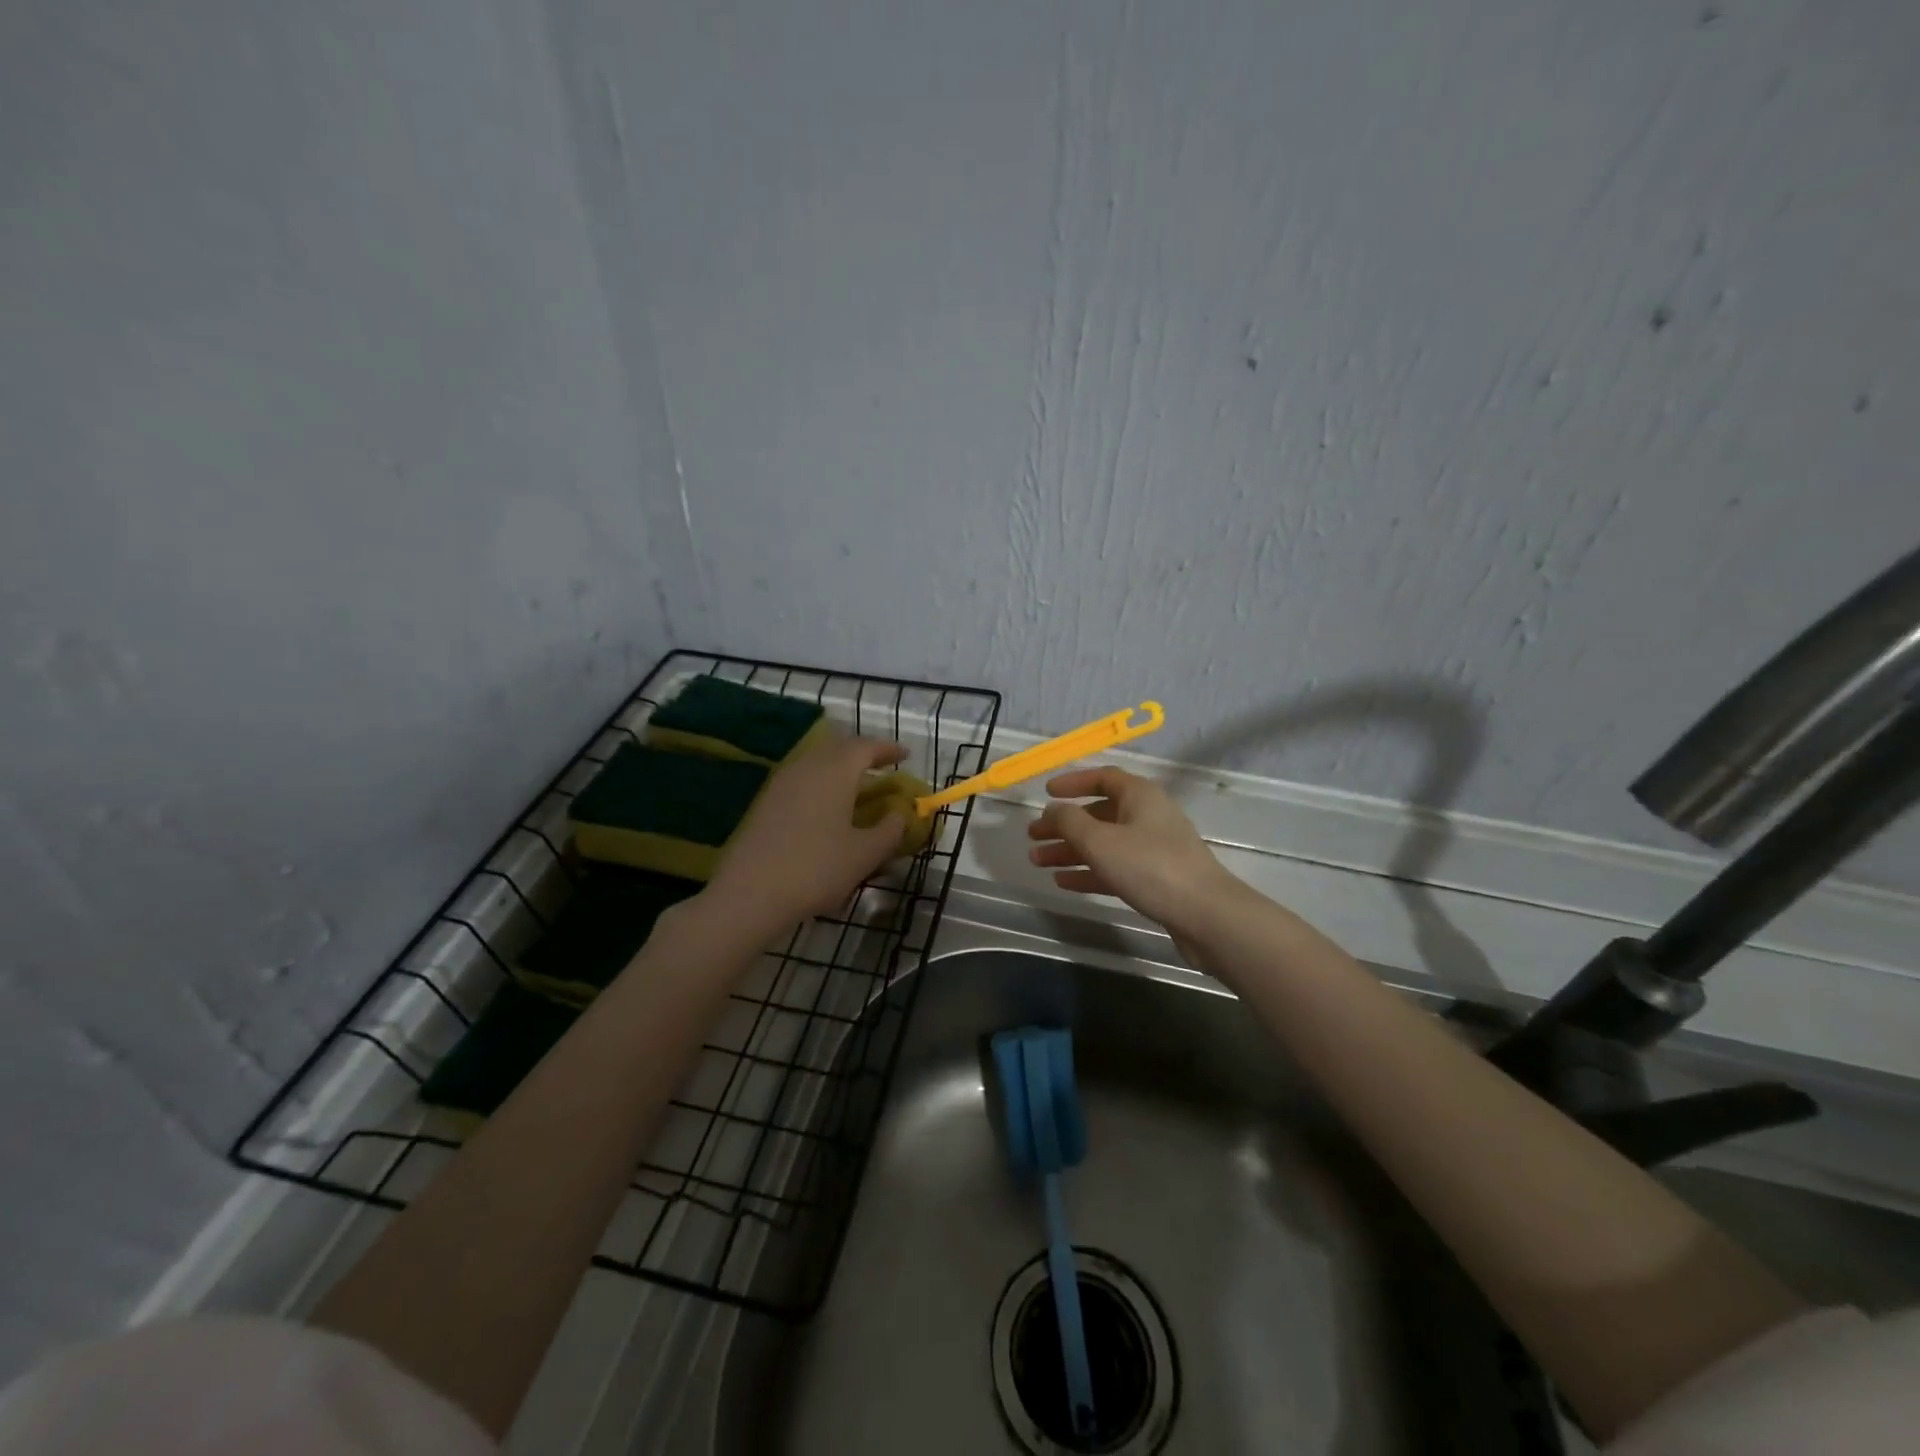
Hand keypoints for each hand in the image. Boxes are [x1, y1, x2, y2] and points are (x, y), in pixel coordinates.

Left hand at [703, 732, 908, 934]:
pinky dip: (821, 783)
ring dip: (839, 768)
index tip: (906, 755)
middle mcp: (807, 767)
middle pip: (838, 748)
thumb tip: (900, 814)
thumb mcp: (865, 854)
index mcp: (835, 771)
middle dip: (862, 754)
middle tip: (881, 767)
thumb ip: (890, 830)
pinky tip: (826, 807)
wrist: (749, 894)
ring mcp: (781, 783)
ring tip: (856, 787)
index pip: (865, 747)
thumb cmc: (816, 869)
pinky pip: (801, 780)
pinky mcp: (765, 802)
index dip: (888, 749)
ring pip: (816, 762)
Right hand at [1027, 767, 1236, 931]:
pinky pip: (1115, 868)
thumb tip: (1054, 810)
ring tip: (1038, 861)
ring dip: (1071, 850)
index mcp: (1140, 795)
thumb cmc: (1149, 867)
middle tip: (1033, 836)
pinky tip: (1064, 881)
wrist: (1205, 915)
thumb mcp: (1100, 841)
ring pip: (1104, 843)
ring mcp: (1154, 849)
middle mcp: (1148, 816)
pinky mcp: (1157, 878)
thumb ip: (1070, 821)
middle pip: (1099, 813)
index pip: (1102, 778)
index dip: (1073, 782)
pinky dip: (1090, 871)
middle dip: (1064, 824)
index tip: (1046, 793)